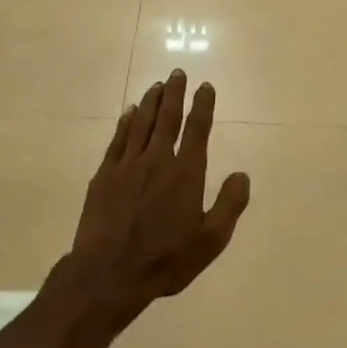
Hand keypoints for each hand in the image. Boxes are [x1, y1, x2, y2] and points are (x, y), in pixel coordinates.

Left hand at [69, 70, 249, 314]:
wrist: (107, 275)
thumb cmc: (165, 260)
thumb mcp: (210, 241)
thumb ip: (229, 205)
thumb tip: (242, 174)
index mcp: (186, 174)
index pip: (198, 130)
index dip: (203, 105)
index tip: (206, 86)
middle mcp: (158, 161)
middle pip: (168, 118)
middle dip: (175, 93)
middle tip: (177, 72)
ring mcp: (127, 166)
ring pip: (141, 123)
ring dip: (151, 102)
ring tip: (157, 85)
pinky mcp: (104, 175)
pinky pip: (118, 140)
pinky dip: (126, 122)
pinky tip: (130, 112)